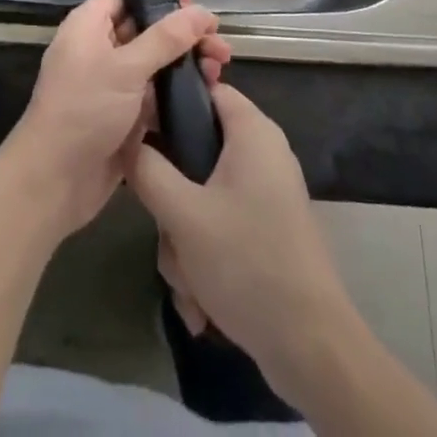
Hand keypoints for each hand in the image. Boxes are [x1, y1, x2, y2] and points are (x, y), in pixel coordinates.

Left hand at [0, 0, 230, 241]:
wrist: (54, 183)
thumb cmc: (84, 110)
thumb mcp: (127, 68)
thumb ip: (166, 38)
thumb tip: (201, 10)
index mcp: (88, 27)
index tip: (193, 3)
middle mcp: (99, 50)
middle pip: (146, 29)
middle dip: (183, 34)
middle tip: (219, 42)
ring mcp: (111, 85)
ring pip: (154, 63)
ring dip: (186, 63)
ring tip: (219, 70)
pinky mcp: (123, 116)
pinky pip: (155, 95)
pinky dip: (178, 92)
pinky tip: (207, 95)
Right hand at [126, 83, 353, 392]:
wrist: (311, 347)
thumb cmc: (246, 262)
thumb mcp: (182, 214)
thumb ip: (147, 169)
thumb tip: (125, 137)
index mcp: (252, 131)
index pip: (204, 89)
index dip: (169, 104)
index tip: (139, 133)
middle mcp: (262, 153)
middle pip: (197, 152)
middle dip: (173, 202)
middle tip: (169, 231)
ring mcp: (266, 194)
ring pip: (203, 197)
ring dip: (185, 241)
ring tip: (189, 281)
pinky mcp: (267, 230)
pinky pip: (221, 227)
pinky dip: (206, 259)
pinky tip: (202, 303)